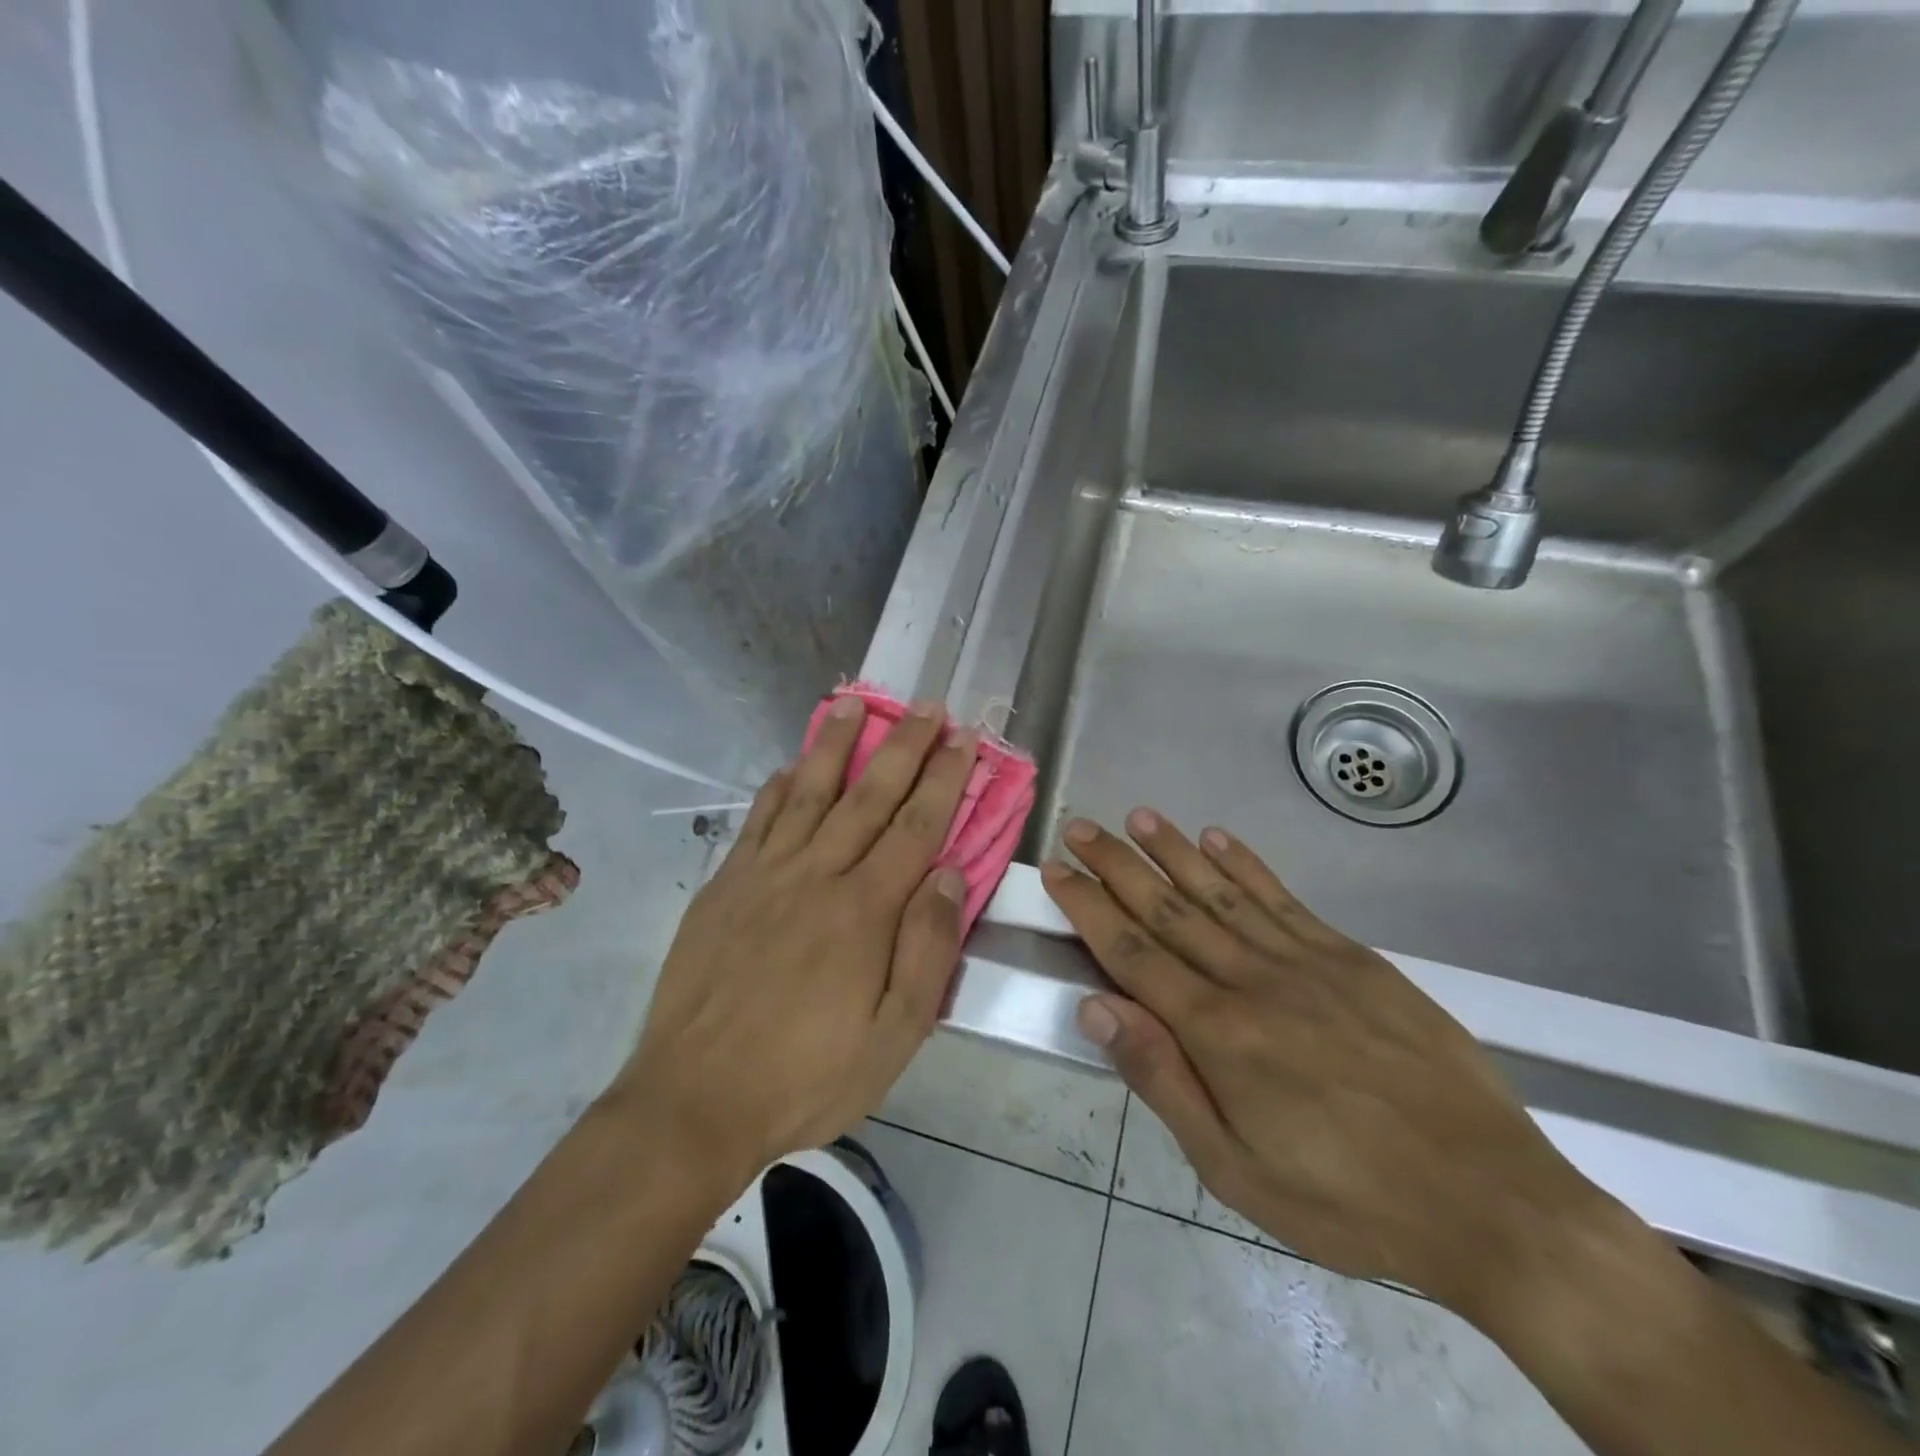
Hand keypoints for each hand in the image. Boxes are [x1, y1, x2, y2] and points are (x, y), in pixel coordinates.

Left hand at [611, 698, 975, 1186]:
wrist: (693, 1100)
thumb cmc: (806, 1076)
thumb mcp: (892, 1037)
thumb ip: (927, 951)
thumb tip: (952, 877)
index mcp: (865, 911)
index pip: (917, 827)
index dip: (944, 779)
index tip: (963, 739)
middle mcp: (818, 876)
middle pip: (869, 796)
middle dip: (903, 747)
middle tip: (926, 706)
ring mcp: (765, 875)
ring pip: (809, 793)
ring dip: (835, 745)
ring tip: (854, 704)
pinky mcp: (725, 886)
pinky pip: (758, 822)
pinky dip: (778, 788)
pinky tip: (791, 766)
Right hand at [1043, 811, 1614, 1323]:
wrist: (1488, 1198)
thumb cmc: (1346, 1199)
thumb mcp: (1235, 1169)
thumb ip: (1163, 1080)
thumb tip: (1096, 1008)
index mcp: (1218, 1033)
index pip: (1133, 954)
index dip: (1089, 908)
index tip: (1058, 871)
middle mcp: (1253, 980)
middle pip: (1169, 910)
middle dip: (1117, 866)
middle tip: (1080, 827)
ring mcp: (1306, 961)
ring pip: (1222, 892)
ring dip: (1174, 851)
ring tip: (1137, 817)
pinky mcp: (1352, 958)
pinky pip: (1284, 899)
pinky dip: (1246, 864)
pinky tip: (1217, 838)